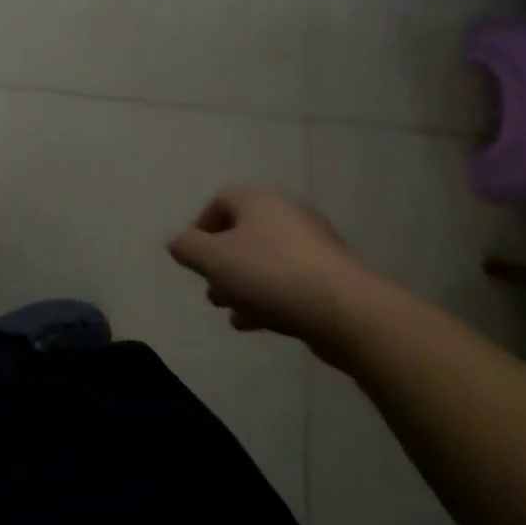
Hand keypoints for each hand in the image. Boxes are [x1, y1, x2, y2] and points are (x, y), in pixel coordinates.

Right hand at [167, 187, 371, 346]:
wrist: (345, 312)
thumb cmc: (269, 274)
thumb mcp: (213, 259)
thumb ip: (187, 248)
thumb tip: (179, 243)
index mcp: (258, 200)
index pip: (219, 201)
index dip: (200, 228)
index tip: (193, 258)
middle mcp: (287, 214)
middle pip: (242, 233)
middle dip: (221, 263)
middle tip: (210, 289)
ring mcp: (313, 246)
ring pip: (265, 260)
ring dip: (242, 284)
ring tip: (229, 310)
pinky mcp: (331, 277)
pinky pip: (288, 281)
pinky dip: (267, 297)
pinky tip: (254, 323)